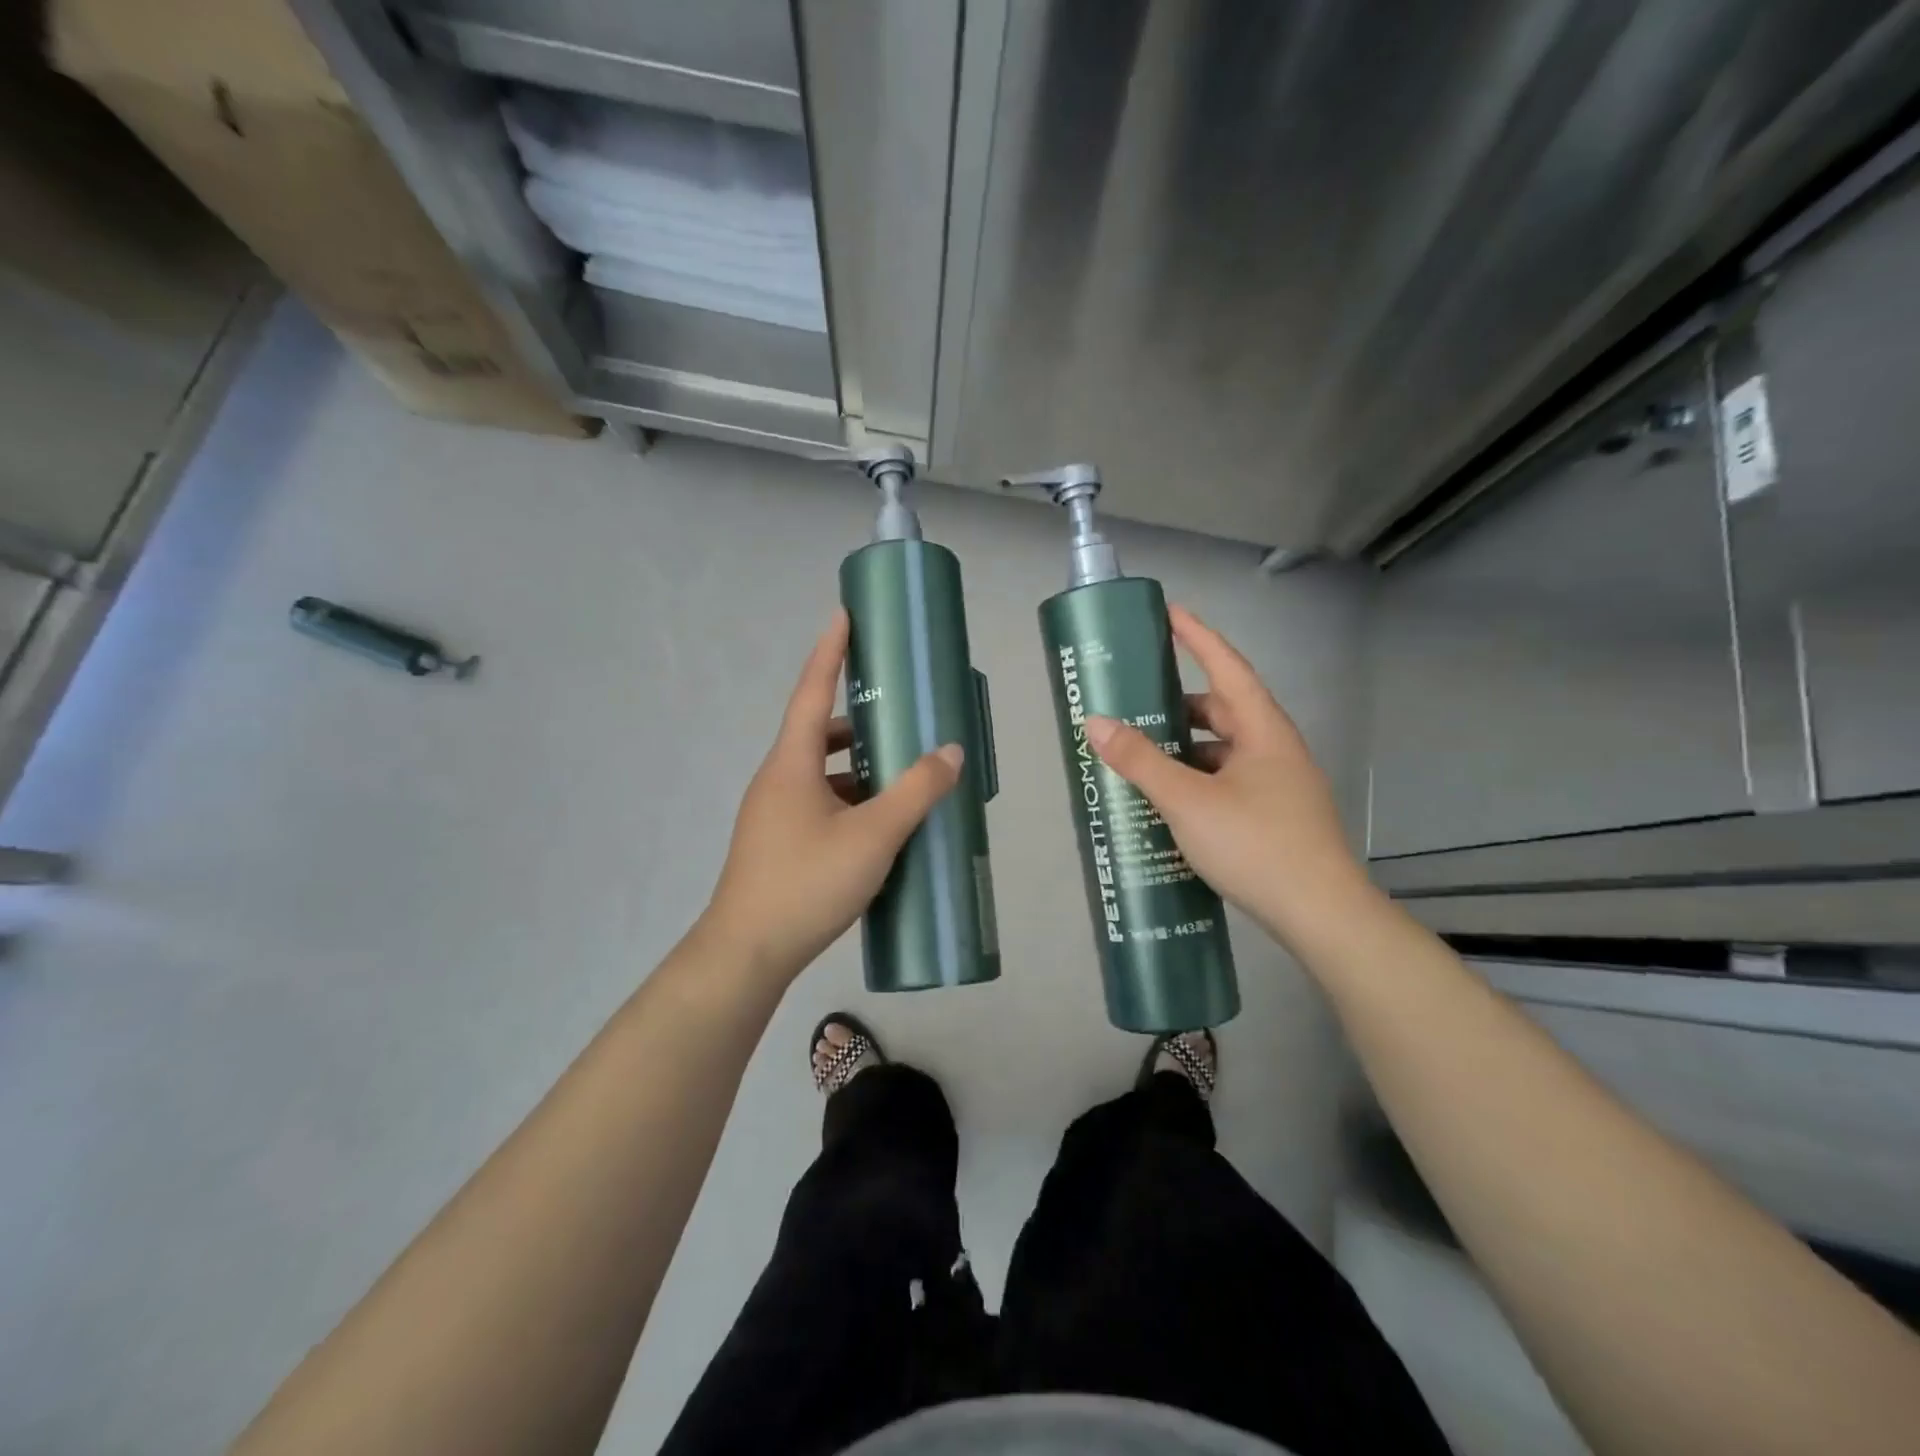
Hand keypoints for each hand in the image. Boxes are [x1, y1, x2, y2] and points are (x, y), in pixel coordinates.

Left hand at [701, 610, 963, 981]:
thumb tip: (950, 752)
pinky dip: (849, 800)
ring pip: (820, 773)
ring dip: (856, 766)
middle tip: (898, 713)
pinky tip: (880, 824)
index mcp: (790, 763)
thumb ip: (916, 791)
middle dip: (856, 719)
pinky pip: (818, 804)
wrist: (747, 952)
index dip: (830, 650)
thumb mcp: (873, 835)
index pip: (811, 690)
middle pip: (816, 732)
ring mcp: (774, 814)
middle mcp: (778, 780)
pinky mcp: (778, 844)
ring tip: (900, 773)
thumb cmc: (806, 882)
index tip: (844, 614)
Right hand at [1082, 605, 1376, 951]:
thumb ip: (1141, 760)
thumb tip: (1096, 722)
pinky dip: (1197, 780)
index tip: (1171, 613)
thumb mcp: (1188, 800)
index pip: (1228, 667)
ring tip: (1142, 754)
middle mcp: (1275, 750)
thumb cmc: (1256, 844)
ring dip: (1186, 747)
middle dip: (1181, 703)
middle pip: (1224, 710)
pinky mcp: (1274, 816)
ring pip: (1224, 751)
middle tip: (1137, 701)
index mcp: (1263, 731)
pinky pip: (1228, 781)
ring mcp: (1278, 785)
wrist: (1321, 915)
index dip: (1198, 637)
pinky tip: (1169, 800)